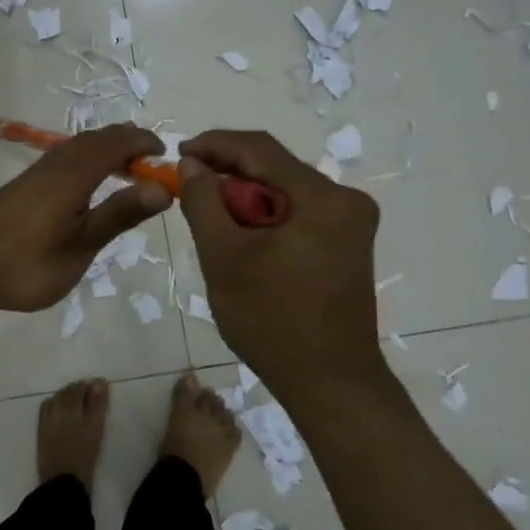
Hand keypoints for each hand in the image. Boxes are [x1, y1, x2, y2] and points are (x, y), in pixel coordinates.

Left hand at [0, 125, 172, 313]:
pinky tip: (83, 186)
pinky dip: (84, 160)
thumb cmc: (29, 263)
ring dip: (103, 150)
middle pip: (94, 139)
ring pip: (74, 147)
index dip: (143, 142)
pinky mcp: (20, 187)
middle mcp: (54, 164)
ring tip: (122, 169)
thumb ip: (120, 213)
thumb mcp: (82, 244)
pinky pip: (61, 159)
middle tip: (149, 161)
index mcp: (74, 174)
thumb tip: (163, 187)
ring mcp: (33, 175)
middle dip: (125, 142)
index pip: (117, 143)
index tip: (166, 154)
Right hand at [178, 130, 387, 397]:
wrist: (330, 383)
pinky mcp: (346, 246)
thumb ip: (204, 202)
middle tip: (190, 198)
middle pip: (274, 171)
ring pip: (283, 195)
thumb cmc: (273, 321)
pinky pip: (297, 217)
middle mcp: (346, 201)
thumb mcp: (224, 257)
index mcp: (323, 198)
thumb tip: (193, 165)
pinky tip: (244, 246)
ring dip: (245, 204)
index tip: (178, 156)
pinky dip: (265, 222)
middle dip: (228, 180)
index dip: (214, 145)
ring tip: (213, 228)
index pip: (260, 149)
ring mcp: (351, 225)